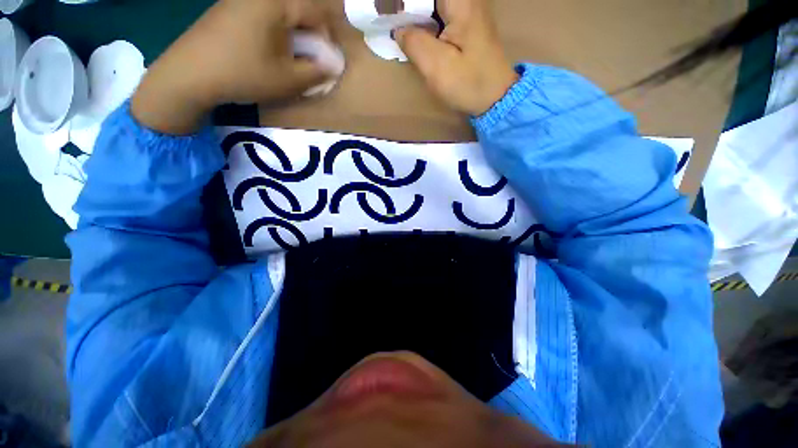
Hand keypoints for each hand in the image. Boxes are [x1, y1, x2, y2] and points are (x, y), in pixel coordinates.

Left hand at [132, 0, 333, 133]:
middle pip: (299, 10)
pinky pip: (263, 16)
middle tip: (310, 60)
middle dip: (311, 35)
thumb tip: (334, 65)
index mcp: (276, 3)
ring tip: (290, 58)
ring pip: (281, 14)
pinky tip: (269, 52)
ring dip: (293, 35)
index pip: (317, 10)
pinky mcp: (229, 9)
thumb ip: (318, 72)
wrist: (190, 74)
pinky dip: (275, 33)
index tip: (327, 58)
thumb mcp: (289, 80)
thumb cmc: (245, 74)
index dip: (328, 36)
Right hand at [394, 0, 517, 115]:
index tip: (391, 13)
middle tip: (391, 20)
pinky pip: (440, 13)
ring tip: (399, 27)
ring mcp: (467, 10)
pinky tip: (415, 34)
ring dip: (416, 14)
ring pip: (433, 5)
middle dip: (408, 8)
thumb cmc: (468, 83)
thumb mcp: (437, 67)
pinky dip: (425, 21)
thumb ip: (414, 43)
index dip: (405, 3)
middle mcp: (465, 0)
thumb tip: (399, 29)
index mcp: (460, 2)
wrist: (495, 97)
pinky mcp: (466, 24)